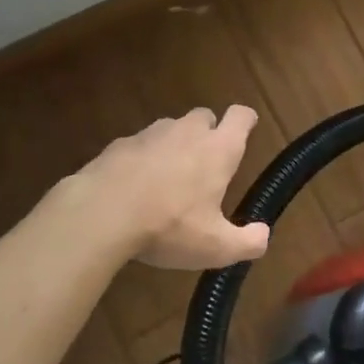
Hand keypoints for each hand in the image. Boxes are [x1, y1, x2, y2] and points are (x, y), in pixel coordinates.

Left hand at [75, 106, 271, 268]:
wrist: (100, 214)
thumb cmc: (169, 226)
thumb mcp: (216, 247)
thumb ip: (247, 242)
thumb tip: (263, 235)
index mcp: (218, 150)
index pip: (240, 117)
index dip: (245, 121)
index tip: (246, 130)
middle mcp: (187, 132)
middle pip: (204, 116)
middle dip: (209, 132)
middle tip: (206, 164)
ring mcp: (150, 134)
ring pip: (170, 128)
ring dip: (175, 145)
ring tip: (168, 179)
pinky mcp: (118, 145)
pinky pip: (139, 145)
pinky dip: (142, 160)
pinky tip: (134, 188)